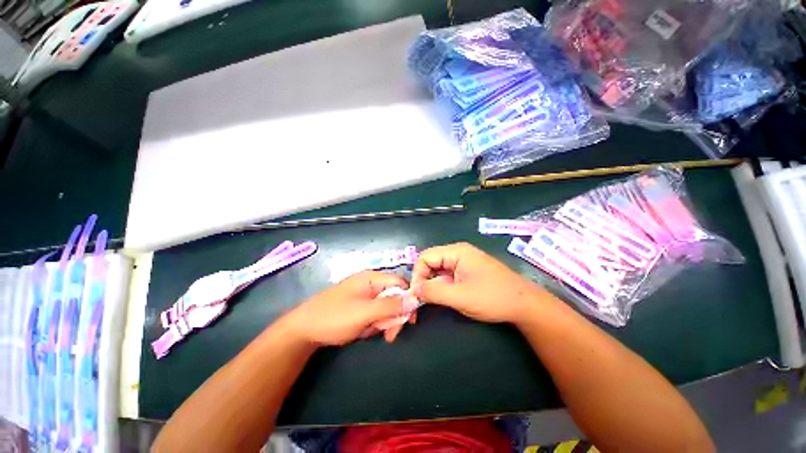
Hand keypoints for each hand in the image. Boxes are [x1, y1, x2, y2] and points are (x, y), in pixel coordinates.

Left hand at [282, 271, 410, 346]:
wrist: (303, 330)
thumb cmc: (334, 317)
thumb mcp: (365, 312)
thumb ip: (391, 306)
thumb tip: (415, 299)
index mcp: (372, 278)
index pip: (399, 282)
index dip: (408, 298)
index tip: (409, 320)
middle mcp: (370, 283)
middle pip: (394, 296)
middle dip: (394, 315)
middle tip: (389, 335)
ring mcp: (364, 295)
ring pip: (385, 307)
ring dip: (383, 322)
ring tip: (370, 331)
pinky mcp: (359, 306)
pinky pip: (375, 313)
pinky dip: (373, 323)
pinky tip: (363, 331)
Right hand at [410, 242, 549, 324]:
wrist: (525, 305)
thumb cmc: (493, 298)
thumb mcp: (460, 296)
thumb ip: (433, 292)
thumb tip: (413, 290)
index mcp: (456, 252)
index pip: (425, 257)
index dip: (417, 275)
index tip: (416, 295)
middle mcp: (458, 253)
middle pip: (430, 262)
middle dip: (423, 280)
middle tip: (421, 300)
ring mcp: (464, 262)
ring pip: (438, 270)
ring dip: (432, 285)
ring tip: (432, 301)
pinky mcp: (468, 272)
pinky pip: (447, 276)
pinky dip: (441, 287)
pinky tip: (444, 298)